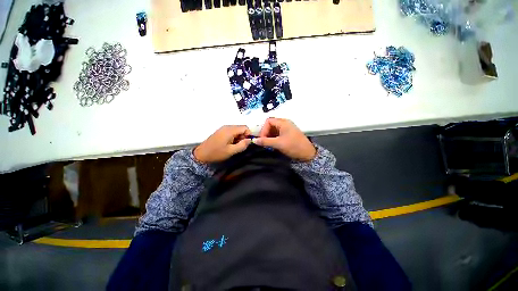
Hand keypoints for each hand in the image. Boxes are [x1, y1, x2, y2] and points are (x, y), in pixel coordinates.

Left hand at [194, 125, 251, 162]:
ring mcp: (223, 129)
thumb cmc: (216, 153)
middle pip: (241, 128)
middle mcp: (227, 127)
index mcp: (230, 130)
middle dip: (243, 136)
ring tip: (235, 146)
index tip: (247, 143)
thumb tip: (249, 140)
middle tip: (240, 146)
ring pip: (236, 130)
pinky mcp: (221, 131)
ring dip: (239, 137)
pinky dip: (234, 137)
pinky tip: (230, 144)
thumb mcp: (231, 151)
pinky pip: (231, 132)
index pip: (245, 127)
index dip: (248, 134)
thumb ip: (242, 145)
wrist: (201, 154)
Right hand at [254, 118, 315, 160]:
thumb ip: (265, 141)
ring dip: (269, 136)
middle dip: (266, 133)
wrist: (307, 154)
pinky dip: (274, 138)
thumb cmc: (293, 146)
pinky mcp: (289, 134)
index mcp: (283, 122)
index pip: (268, 121)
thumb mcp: (278, 144)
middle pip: (271, 125)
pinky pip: (278, 133)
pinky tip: (273, 144)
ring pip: (274, 130)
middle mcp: (285, 123)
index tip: (262, 139)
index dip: (263, 129)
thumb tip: (254, 140)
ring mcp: (287, 128)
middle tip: (264, 142)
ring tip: (268, 144)